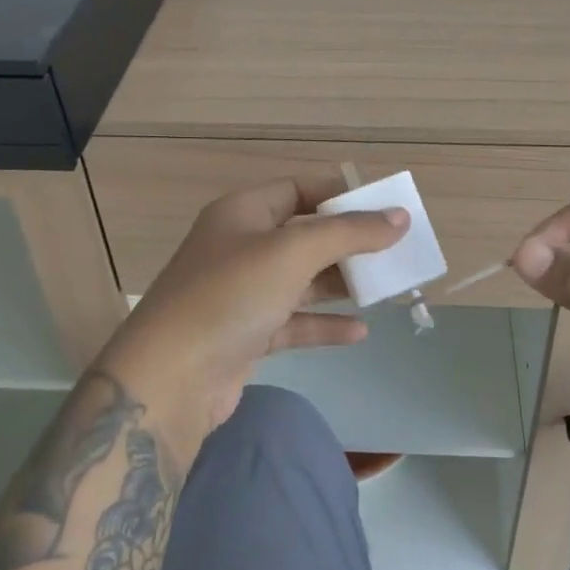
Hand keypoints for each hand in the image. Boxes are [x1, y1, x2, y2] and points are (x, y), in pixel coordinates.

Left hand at [95, 173, 406, 462]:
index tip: (384, 208)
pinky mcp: (246, 335)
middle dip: (348, 244)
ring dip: (340, 284)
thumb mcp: (292, 252)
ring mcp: (242, 293)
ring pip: (302, 281)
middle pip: (304, 236)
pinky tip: (359, 331)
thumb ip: (349, 233)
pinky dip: (324, 325)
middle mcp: (241, 247)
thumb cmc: (231, 295)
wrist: (170, 380)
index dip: (340, 196)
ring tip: (386, 289)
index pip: (298, 189)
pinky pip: (294, 322)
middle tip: (394, 252)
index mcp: (243, 212)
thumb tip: (399, 217)